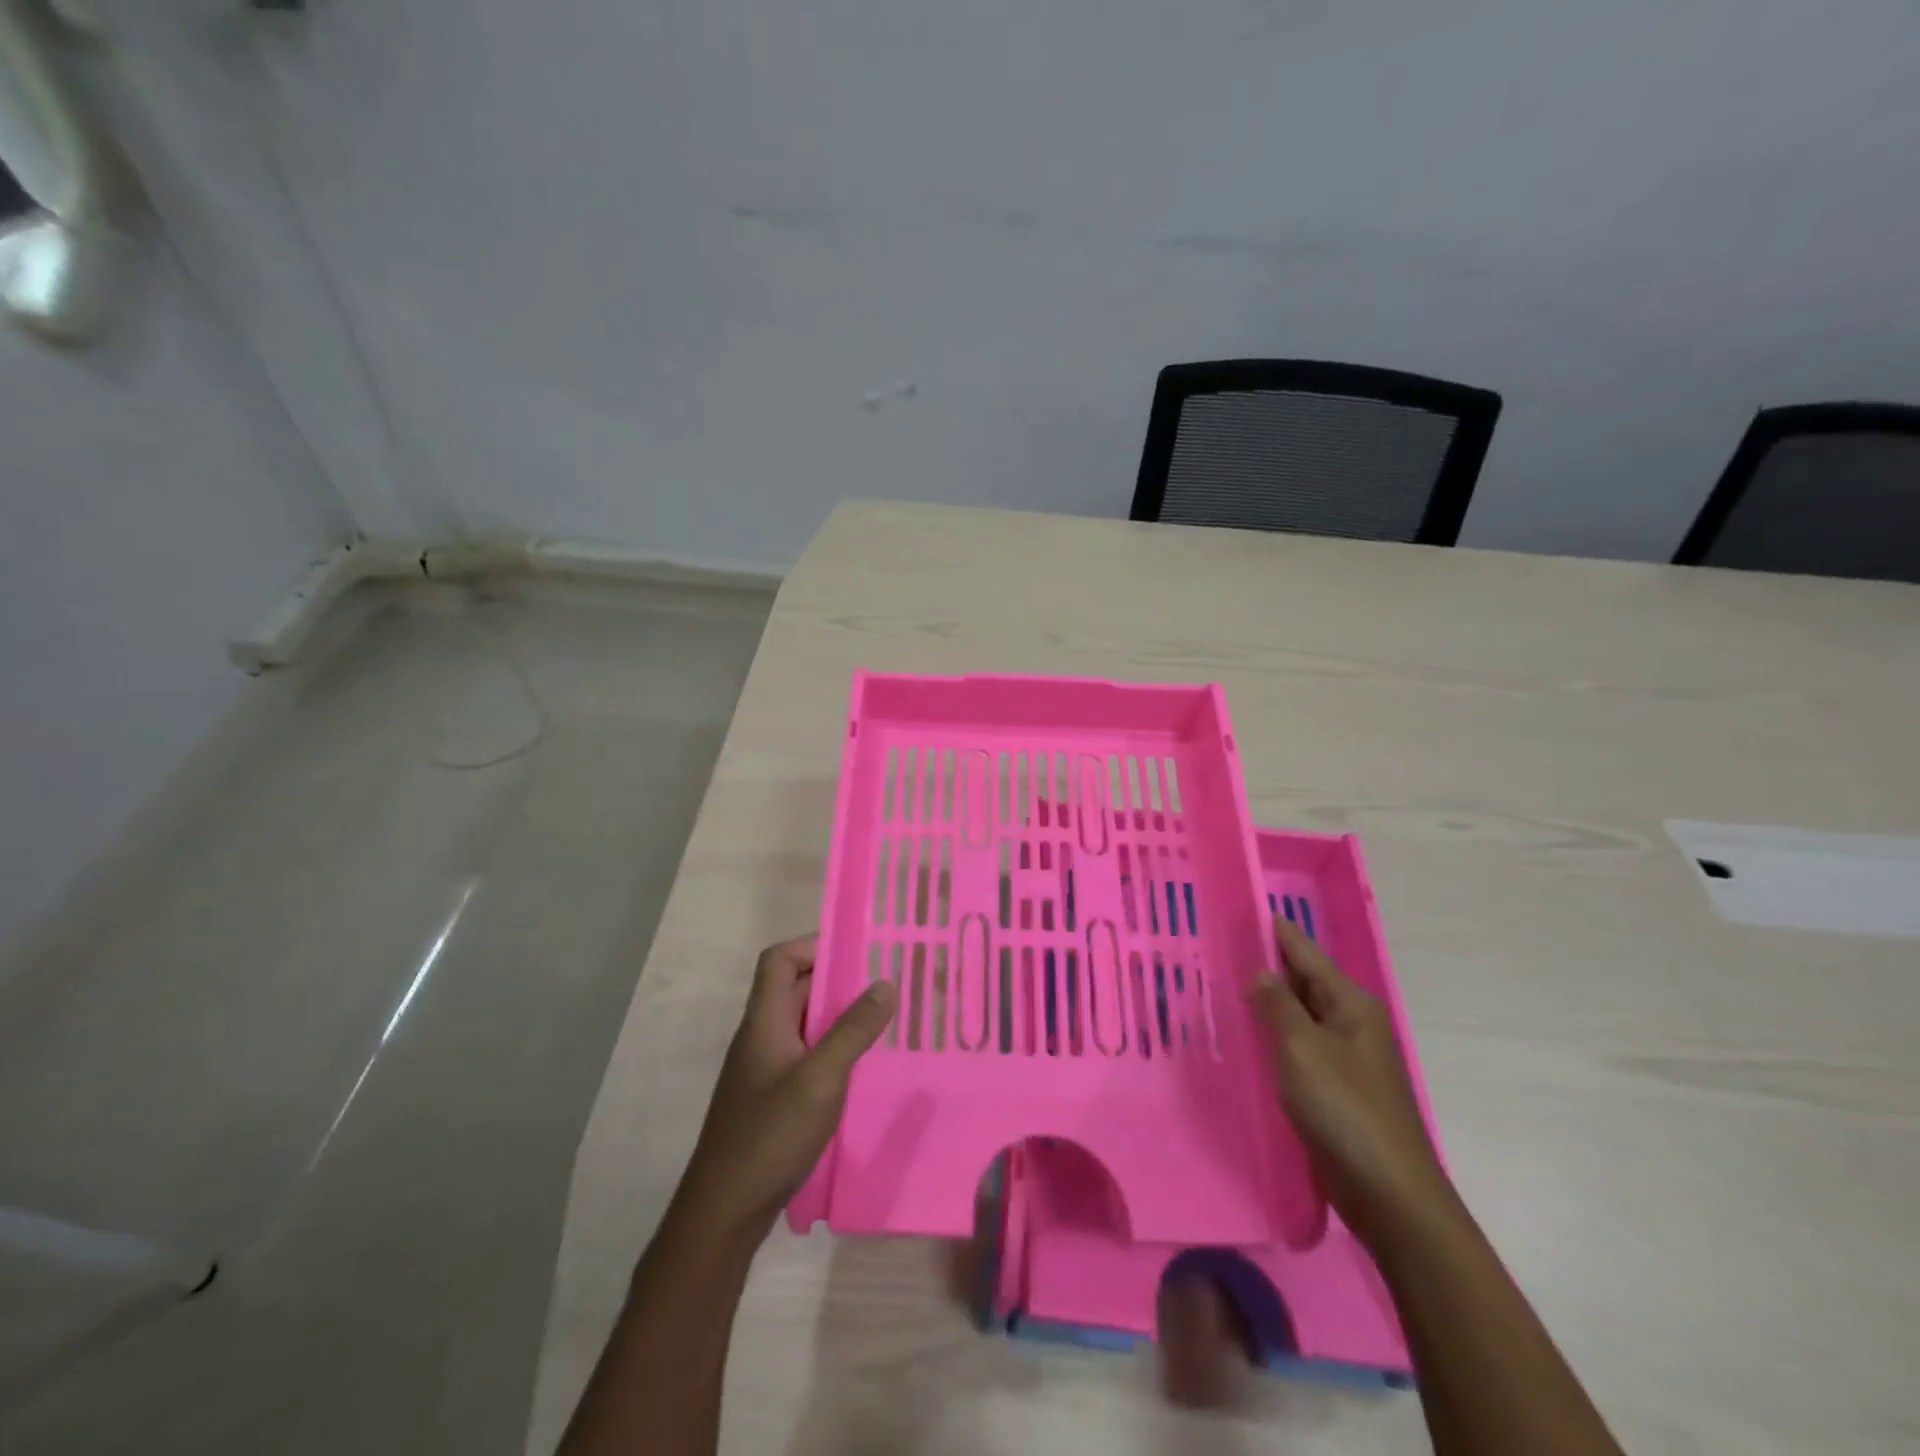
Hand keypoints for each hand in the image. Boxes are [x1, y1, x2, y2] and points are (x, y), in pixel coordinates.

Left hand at [674, 935, 896, 1243]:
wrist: (723, 1213)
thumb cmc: (769, 1136)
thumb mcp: (820, 1079)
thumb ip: (853, 1030)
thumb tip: (885, 982)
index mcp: (764, 1021)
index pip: (779, 959)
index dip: (813, 945)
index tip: (858, 952)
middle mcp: (762, 1037)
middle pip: (796, 989)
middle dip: (839, 981)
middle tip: (886, 984)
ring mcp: (766, 1069)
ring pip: (806, 1025)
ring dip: (840, 1018)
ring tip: (886, 1021)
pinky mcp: (773, 1098)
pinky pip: (807, 1056)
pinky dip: (834, 1051)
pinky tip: (864, 1069)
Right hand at [1249, 919, 1451, 1248]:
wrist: (1389, 1194)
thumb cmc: (1345, 1109)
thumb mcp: (1303, 1048)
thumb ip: (1277, 1006)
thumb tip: (1261, 972)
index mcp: (1351, 1005)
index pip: (1306, 953)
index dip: (1276, 932)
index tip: (1247, 908)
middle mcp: (1351, 1024)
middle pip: (1304, 982)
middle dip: (1267, 965)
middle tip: (1222, 946)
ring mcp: (1345, 1058)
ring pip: (1299, 1017)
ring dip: (1268, 1003)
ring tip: (1225, 985)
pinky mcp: (1335, 1089)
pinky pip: (1298, 1049)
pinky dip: (1273, 1038)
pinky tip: (1248, 1038)